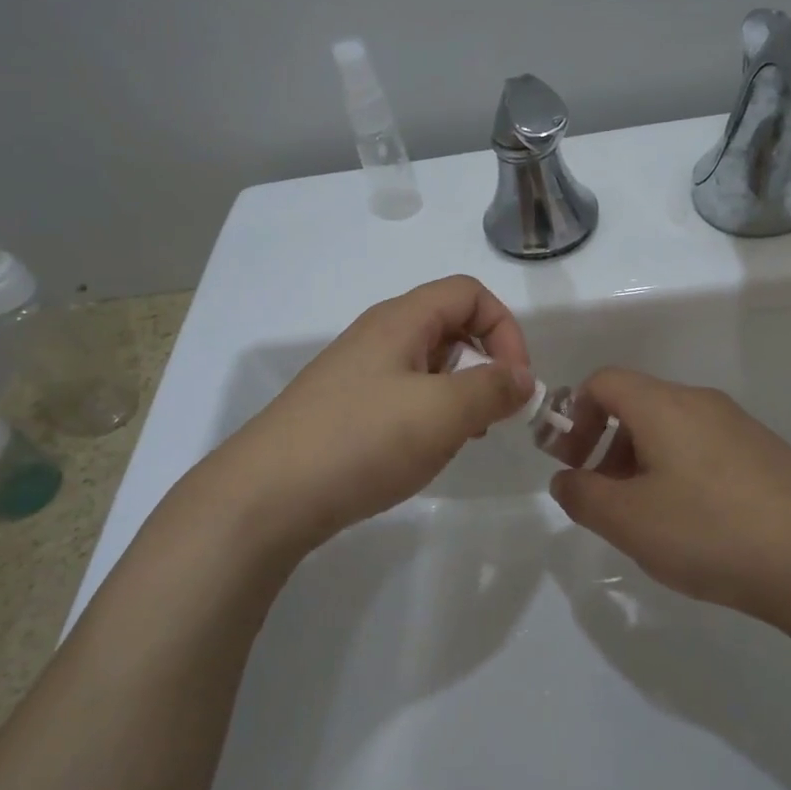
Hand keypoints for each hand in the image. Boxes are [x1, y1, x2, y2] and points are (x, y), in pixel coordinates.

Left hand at [200, 276, 534, 565]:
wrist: (268, 496)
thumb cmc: (362, 441)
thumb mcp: (442, 412)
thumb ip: (492, 389)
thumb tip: (523, 378)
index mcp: (401, 320)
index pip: (470, 293)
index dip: (505, 328)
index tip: (516, 381)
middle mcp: (378, 336)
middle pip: (450, 326)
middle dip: (485, 364)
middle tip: (491, 414)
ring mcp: (359, 374)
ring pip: (429, 365)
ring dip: (459, 394)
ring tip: (461, 437)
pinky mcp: (347, 409)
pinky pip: (404, 396)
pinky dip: (429, 415)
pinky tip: (424, 452)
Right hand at [548, 369, 790, 624]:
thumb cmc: (710, 531)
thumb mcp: (628, 520)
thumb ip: (582, 495)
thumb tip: (566, 479)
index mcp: (664, 405)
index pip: (603, 382)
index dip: (573, 415)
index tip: (567, 461)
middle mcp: (703, 403)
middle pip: (637, 405)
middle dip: (605, 445)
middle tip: (600, 496)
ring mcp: (740, 428)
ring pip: (672, 430)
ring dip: (641, 463)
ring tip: (643, 518)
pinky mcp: (766, 456)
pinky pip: (704, 451)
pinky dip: (678, 474)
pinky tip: (690, 525)